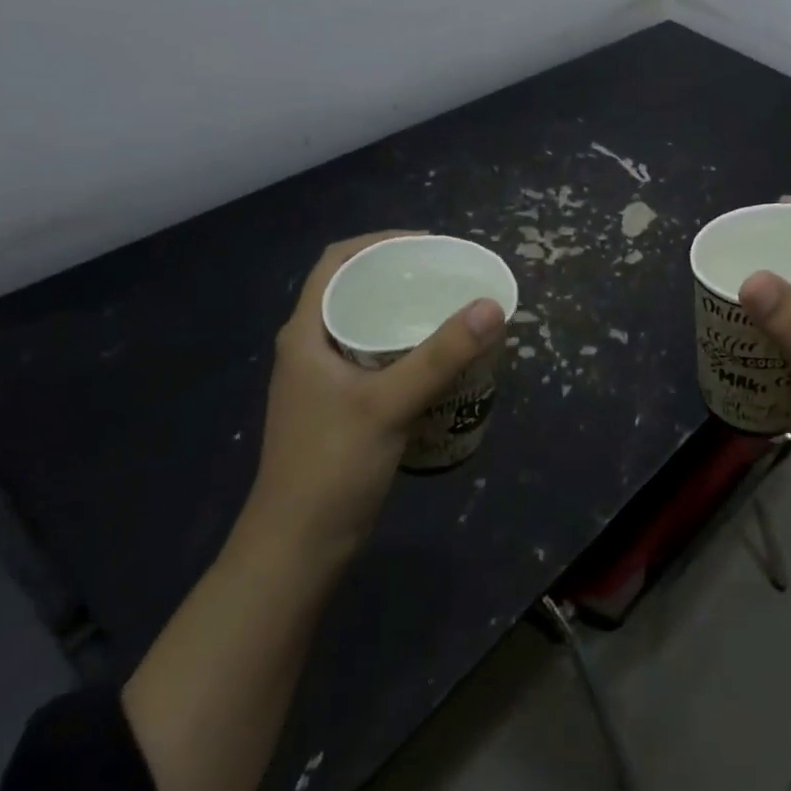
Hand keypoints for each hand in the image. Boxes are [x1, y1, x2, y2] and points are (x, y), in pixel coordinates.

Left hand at [245, 232, 505, 556]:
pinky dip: (408, 346)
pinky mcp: (343, 406)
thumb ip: (441, 355)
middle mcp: (312, 347)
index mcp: (306, 333)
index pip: (338, 262)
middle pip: (356, 289)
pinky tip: (440, 358)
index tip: (430, 243)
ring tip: (452, 307)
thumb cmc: (331, 467)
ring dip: (406, 311)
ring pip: (368, 325)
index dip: (381, 241)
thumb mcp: (389, 404)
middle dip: (401, 274)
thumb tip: (492, 305)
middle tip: (450, 274)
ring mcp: (326, 379)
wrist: (298, 549)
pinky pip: (378, 357)